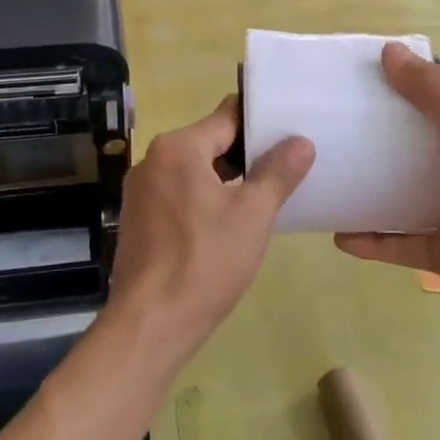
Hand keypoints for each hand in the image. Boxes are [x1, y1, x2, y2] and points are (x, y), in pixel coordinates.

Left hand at [108, 96, 314, 366]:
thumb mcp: (252, 214)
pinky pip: (179, 193)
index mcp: (177, 147)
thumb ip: (277, 172)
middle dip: (247, 152)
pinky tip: (231, 220)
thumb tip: (301, 141)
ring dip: (227, 178)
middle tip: (287, 164)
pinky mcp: (139, 219)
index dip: (260, 121)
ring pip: (194, 170)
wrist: (150, 323)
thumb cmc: (205, 261)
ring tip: (266, 192)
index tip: (291, 129)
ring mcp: (141, 191)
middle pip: (209, 141)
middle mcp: (153, 159)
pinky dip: (205, 198)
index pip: (227, 116)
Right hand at [335, 44, 439, 333]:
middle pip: (407, 143)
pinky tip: (338, 236)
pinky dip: (369, 238)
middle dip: (370, 136)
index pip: (430, 95)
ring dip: (366, 187)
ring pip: (398, 191)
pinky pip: (395, 239)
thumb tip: (389, 50)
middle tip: (325, 129)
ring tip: (325, 180)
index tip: (349, 80)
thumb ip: (430, 87)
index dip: (395, 84)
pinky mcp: (438, 246)